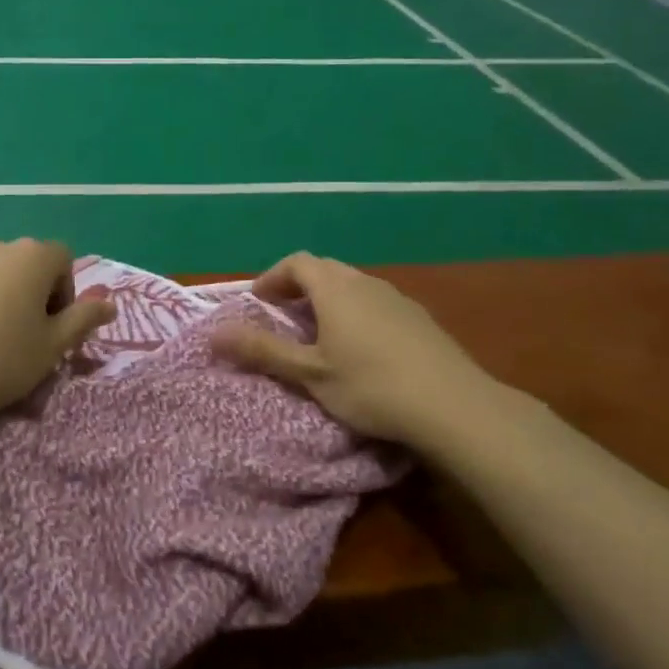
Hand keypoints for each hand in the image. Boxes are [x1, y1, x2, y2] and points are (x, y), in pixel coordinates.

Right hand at [211, 252, 511, 450]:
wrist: (454, 405)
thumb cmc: (371, 386)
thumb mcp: (309, 373)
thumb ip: (262, 350)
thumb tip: (214, 333)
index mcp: (334, 288)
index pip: (296, 262)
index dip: (273, 277)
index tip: (259, 301)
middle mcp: (364, 282)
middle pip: (324, 269)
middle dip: (299, 286)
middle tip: (284, 315)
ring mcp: (396, 297)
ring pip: (352, 285)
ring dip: (329, 299)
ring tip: (320, 332)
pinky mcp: (419, 317)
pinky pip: (376, 301)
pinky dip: (356, 311)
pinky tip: (362, 347)